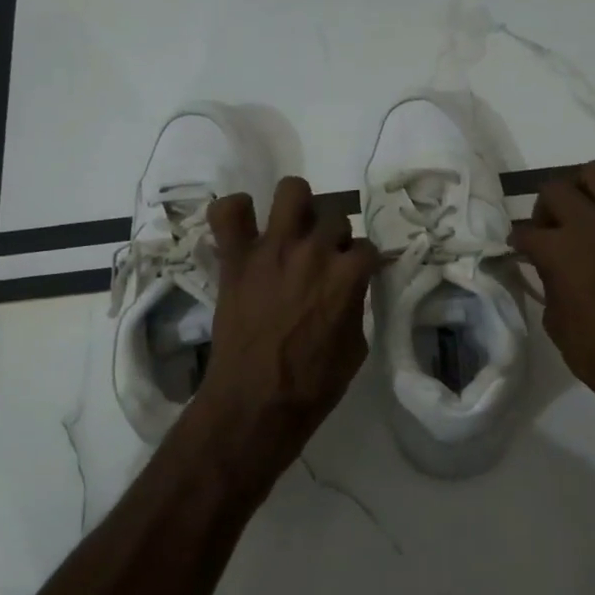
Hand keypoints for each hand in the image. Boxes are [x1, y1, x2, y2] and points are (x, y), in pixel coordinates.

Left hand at [197, 177, 380, 465]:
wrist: (256, 403)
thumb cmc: (312, 385)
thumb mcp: (355, 348)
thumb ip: (355, 305)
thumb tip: (349, 288)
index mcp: (348, 275)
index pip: (366, 248)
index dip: (362, 264)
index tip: (355, 277)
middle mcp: (313, 250)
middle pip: (335, 217)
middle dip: (333, 238)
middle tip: (322, 262)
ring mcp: (272, 249)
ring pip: (292, 191)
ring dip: (298, 208)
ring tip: (292, 231)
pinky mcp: (235, 258)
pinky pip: (227, 212)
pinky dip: (236, 212)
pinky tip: (245, 228)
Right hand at [512, 162, 594, 421]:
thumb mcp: (558, 326)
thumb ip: (549, 286)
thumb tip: (549, 270)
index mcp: (559, 250)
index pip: (524, 232)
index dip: (517, 244)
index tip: (518, 253)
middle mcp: (590, 224)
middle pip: (555, 188)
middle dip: (544, 208)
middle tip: (549, 232)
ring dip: (583, 190)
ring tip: (583, 216)